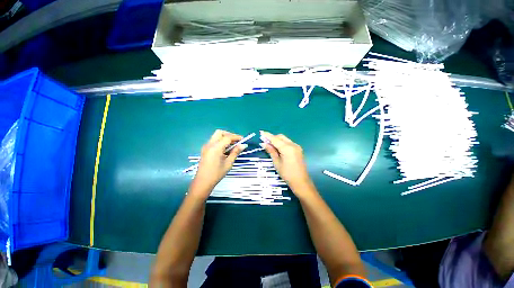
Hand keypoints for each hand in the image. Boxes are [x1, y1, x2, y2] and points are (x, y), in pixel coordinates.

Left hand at [190, 130, 246, 197]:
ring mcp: (206, 146)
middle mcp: (210, 144)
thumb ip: (235, 152)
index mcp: (216, 147)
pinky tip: (225, 149)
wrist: (203, 182)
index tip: (243, 140)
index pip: (227, 137)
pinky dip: (221, 142)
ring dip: (225, 138)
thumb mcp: (228, 163)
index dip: (236, 137)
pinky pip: (214, 141)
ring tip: (232, 146)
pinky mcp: (205, 150)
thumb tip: (243, 145)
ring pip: (216, 136)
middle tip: (236, 141)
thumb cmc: (216, 174)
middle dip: (229, 135)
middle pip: (220, 133)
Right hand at [260, 131, 313, 192]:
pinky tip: (278, 149)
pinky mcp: (298, 149)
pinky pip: (288, 143)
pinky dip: (282, 143)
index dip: (267, 135)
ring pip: (285, 139)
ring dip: (277, 140)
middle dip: (272, 138)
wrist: (301, 181)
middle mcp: (293, 145)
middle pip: (280, 137)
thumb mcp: (277, 163)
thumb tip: (264, 144)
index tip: (261, 132)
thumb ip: (271, 151)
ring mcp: (297, 147)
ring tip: (270, 146)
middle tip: (265, 142)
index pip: (275, 139)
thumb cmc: (287, 174)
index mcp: (287, 148)